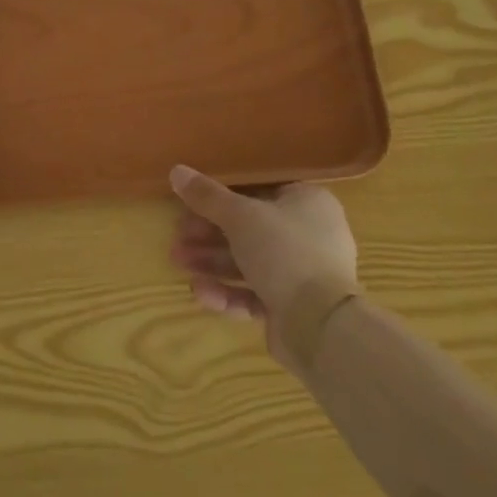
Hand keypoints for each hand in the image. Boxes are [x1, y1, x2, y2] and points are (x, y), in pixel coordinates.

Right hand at [168, 167, 359, 360]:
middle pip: (250, 228)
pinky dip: (228, 291)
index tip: (190, 202)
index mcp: (308, 202)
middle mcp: (310, 235)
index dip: (222, 196)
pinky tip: (200, 292)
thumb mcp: (240, 216)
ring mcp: (303, 274)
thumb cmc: (284, 252)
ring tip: (178, 261)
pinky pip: (255, 293)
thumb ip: (207, 195)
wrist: (320, 325)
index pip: (260, 190)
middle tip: (178, 235)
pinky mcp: (293, 308)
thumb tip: (176, 171)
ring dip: (211, 261)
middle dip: (209, 233)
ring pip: (249, 262)